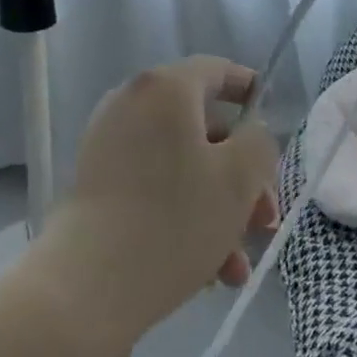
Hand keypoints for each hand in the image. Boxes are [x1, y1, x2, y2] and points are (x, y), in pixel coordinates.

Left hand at [39, 57, 279, 349]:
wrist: (85, 286)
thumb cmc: (173, 220)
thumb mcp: (238, 179)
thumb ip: (259, 143)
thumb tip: (249, 135)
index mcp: (165, 88)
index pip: (215, 70)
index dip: (248, 88)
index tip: (270, 114)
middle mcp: (132, 103)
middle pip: (202, 127)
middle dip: (241, 175)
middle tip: (264, 218)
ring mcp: (108, 144)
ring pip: (180, 165)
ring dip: (217, 208)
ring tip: (237, 266)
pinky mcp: (95, 184)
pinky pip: (152, 186)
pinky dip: (182, 216)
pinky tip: (208, 272)